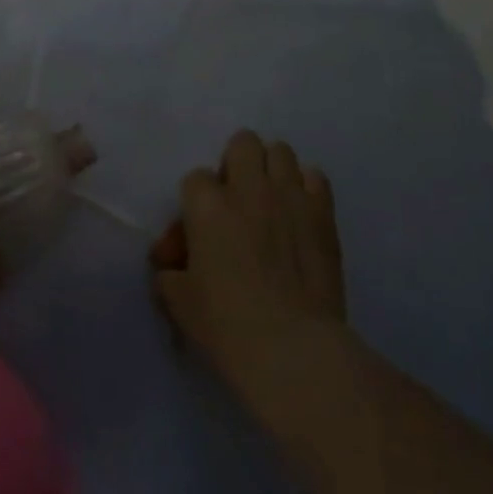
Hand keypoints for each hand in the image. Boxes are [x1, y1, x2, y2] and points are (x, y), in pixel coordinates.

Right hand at [150, 131, 347, 417]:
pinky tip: (301, 214)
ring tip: (271, 202)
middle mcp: (248, 188)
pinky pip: (315, 177)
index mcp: (208, 206)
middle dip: (236, 164)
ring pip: (280, 151)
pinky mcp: (322, 212)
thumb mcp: (182, 306)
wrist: (294, 350)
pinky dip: (306, 188)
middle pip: (242, 143)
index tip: (197, 233)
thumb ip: (171, 277)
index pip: (195, 178)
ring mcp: (289, 195)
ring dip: (272, 171)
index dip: (195, 203)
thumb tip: (170, 269)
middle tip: (237, 200)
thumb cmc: (229, 329)